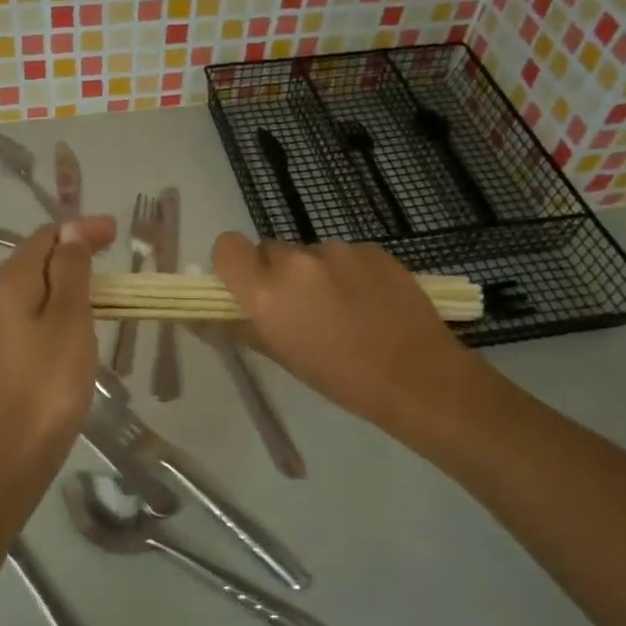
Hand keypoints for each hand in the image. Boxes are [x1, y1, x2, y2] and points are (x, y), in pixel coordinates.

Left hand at [0, 216, 116, 482]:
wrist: (16, 450)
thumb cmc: (50, 381)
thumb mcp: (69, 319)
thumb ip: (70, 270)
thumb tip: (71, 231)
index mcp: (10, 285)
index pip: (44, 238)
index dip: (79, 229)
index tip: (116, 232)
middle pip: (34, 259)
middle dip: (72, 249)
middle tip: (111, 250)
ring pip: (31, 287)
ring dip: (64, 276)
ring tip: (99, 282)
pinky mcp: (0, 355)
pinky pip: (29, 313)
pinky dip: (54, 303)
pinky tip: (73, 318)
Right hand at [212, 234, 488, 430]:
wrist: (416, 375)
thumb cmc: (340, 378)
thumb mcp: (282, 357)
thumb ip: (243, 328)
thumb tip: (209, 317)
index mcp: (266, 292)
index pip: (226, 247)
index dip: (232, 263)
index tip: (244, 285)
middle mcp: (297, 262)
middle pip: (270, 250)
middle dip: (276, 273)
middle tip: (298, 306)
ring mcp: (338, 251)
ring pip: (310, 254)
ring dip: (315, 273)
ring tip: (343, 309)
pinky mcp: (373, 249)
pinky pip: (345, 255)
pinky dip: (348, 272)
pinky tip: (369, 302)